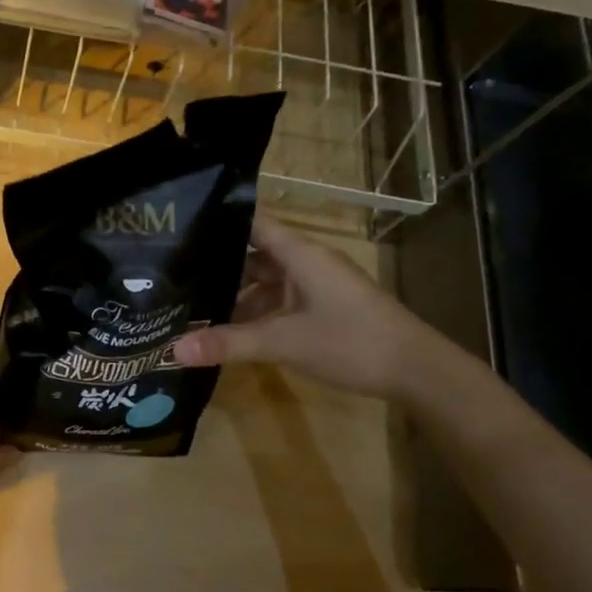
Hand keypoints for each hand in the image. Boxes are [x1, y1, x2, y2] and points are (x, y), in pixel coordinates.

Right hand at [173, 214, 444, 399]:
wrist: (417, 371)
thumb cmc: (351, 341)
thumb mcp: (284, 342)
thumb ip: (229, 343)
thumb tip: (173, 349)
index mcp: (299, 253)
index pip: (252, 222)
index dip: (218, 220)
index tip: (178, 226)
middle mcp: (305, 262)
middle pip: (253, 254)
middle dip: (217, 264)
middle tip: (173, 274)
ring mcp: (316, 285)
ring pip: (265, 281)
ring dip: (235, 294)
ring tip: (193, 305)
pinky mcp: (322, 308)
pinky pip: (279, 301)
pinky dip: (256, 312)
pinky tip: (231, 331)